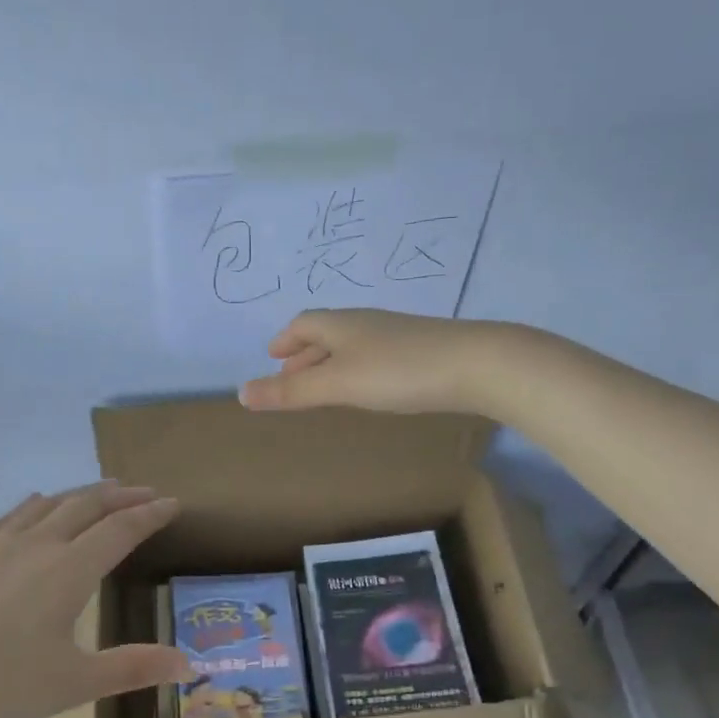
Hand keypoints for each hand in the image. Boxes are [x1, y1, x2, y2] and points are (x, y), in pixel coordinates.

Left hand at [0, 482, 190, 717]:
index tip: (174, 503)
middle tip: (146, 491)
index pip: (120, 529)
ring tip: (103, 491)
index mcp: (68, 570)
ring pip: (49, 503)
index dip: (151, 515)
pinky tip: (37, 504)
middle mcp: (36, 544)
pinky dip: (39, 503)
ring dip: (83, 493)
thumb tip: (190, 665)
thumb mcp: (72, 685)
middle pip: (87, 505)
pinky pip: (13, 513)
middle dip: (122, 496)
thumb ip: (133, 669)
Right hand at [237, 309, 517, 416]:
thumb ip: (291, 393)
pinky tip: (368, 388)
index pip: (304, 324)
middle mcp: (366, 323)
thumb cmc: (398, 372)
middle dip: (304, 354)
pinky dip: (356, 370)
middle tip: (290, 378)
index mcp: (342, 324)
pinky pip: (374, 356)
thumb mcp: (338, 385)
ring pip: (352, 345)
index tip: (272, 358)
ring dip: (330, 363)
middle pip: (326, 333)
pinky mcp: (420, 351)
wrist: (477, 365)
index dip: (285, 341)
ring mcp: (396, 336)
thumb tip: (241, 394)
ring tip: (323, 387)